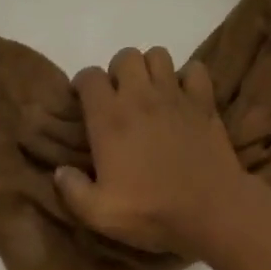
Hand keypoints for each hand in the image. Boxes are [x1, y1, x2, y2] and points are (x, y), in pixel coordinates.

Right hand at [54, 47, 250, 256]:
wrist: (210, 211)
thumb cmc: (152, 212)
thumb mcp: (100, 214)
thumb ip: (73, 191)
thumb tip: (60, 171)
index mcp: (110, 118)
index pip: (89, 77)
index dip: (83, 84)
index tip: (84, 101)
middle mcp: (140, 96)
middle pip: (125, 56)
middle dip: (119, 71)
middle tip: (121, 97)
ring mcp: (174, 94)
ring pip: (158, 55)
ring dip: (151, 68)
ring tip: (151, 92)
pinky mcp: (203, 100)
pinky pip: (195, 69)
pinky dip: (189, 77)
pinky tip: (184, 96)